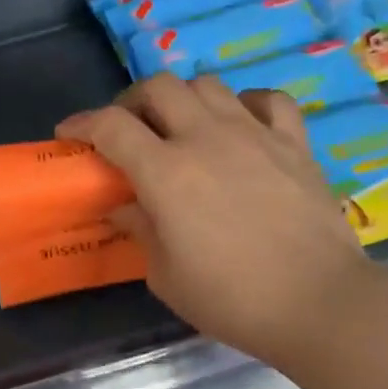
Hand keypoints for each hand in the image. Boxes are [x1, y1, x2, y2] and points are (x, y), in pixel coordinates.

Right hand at [57, 73, 373, 363]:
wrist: (318, 303)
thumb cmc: (230, 298)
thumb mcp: (165, 274)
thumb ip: (140, 228)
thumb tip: (125, 205)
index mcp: (166, 172)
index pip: (111, 126)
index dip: (82, 124)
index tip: (69, 135)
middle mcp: (206, 139)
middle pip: (158, 87)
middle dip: (131, 102)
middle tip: (126, 130)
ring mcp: (254, 135)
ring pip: (208, 85)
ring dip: (182, 100)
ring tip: (179, 128)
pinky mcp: (294, 144)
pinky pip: (267, 100)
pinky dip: (244, 104)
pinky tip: (238, 125)